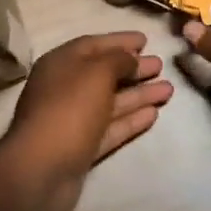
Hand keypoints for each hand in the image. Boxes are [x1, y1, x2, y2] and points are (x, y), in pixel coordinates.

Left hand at [0, 33, 173, 210]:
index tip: (146, 40)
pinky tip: (153, 114)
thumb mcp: (96, 73)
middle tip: (160, 65)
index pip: (93, 45)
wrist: (42, 170)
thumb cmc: (69, 109)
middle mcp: (64, 89)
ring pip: (111, 102)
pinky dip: (130, 120)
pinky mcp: (82, 147)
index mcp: (60, 64)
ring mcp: (73, 120)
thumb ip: (118, 59)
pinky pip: (110, 127)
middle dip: (133, 68)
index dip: (120, 41)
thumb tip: (131, 57)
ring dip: (139, 94)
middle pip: (103, 74)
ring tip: (168, 90)